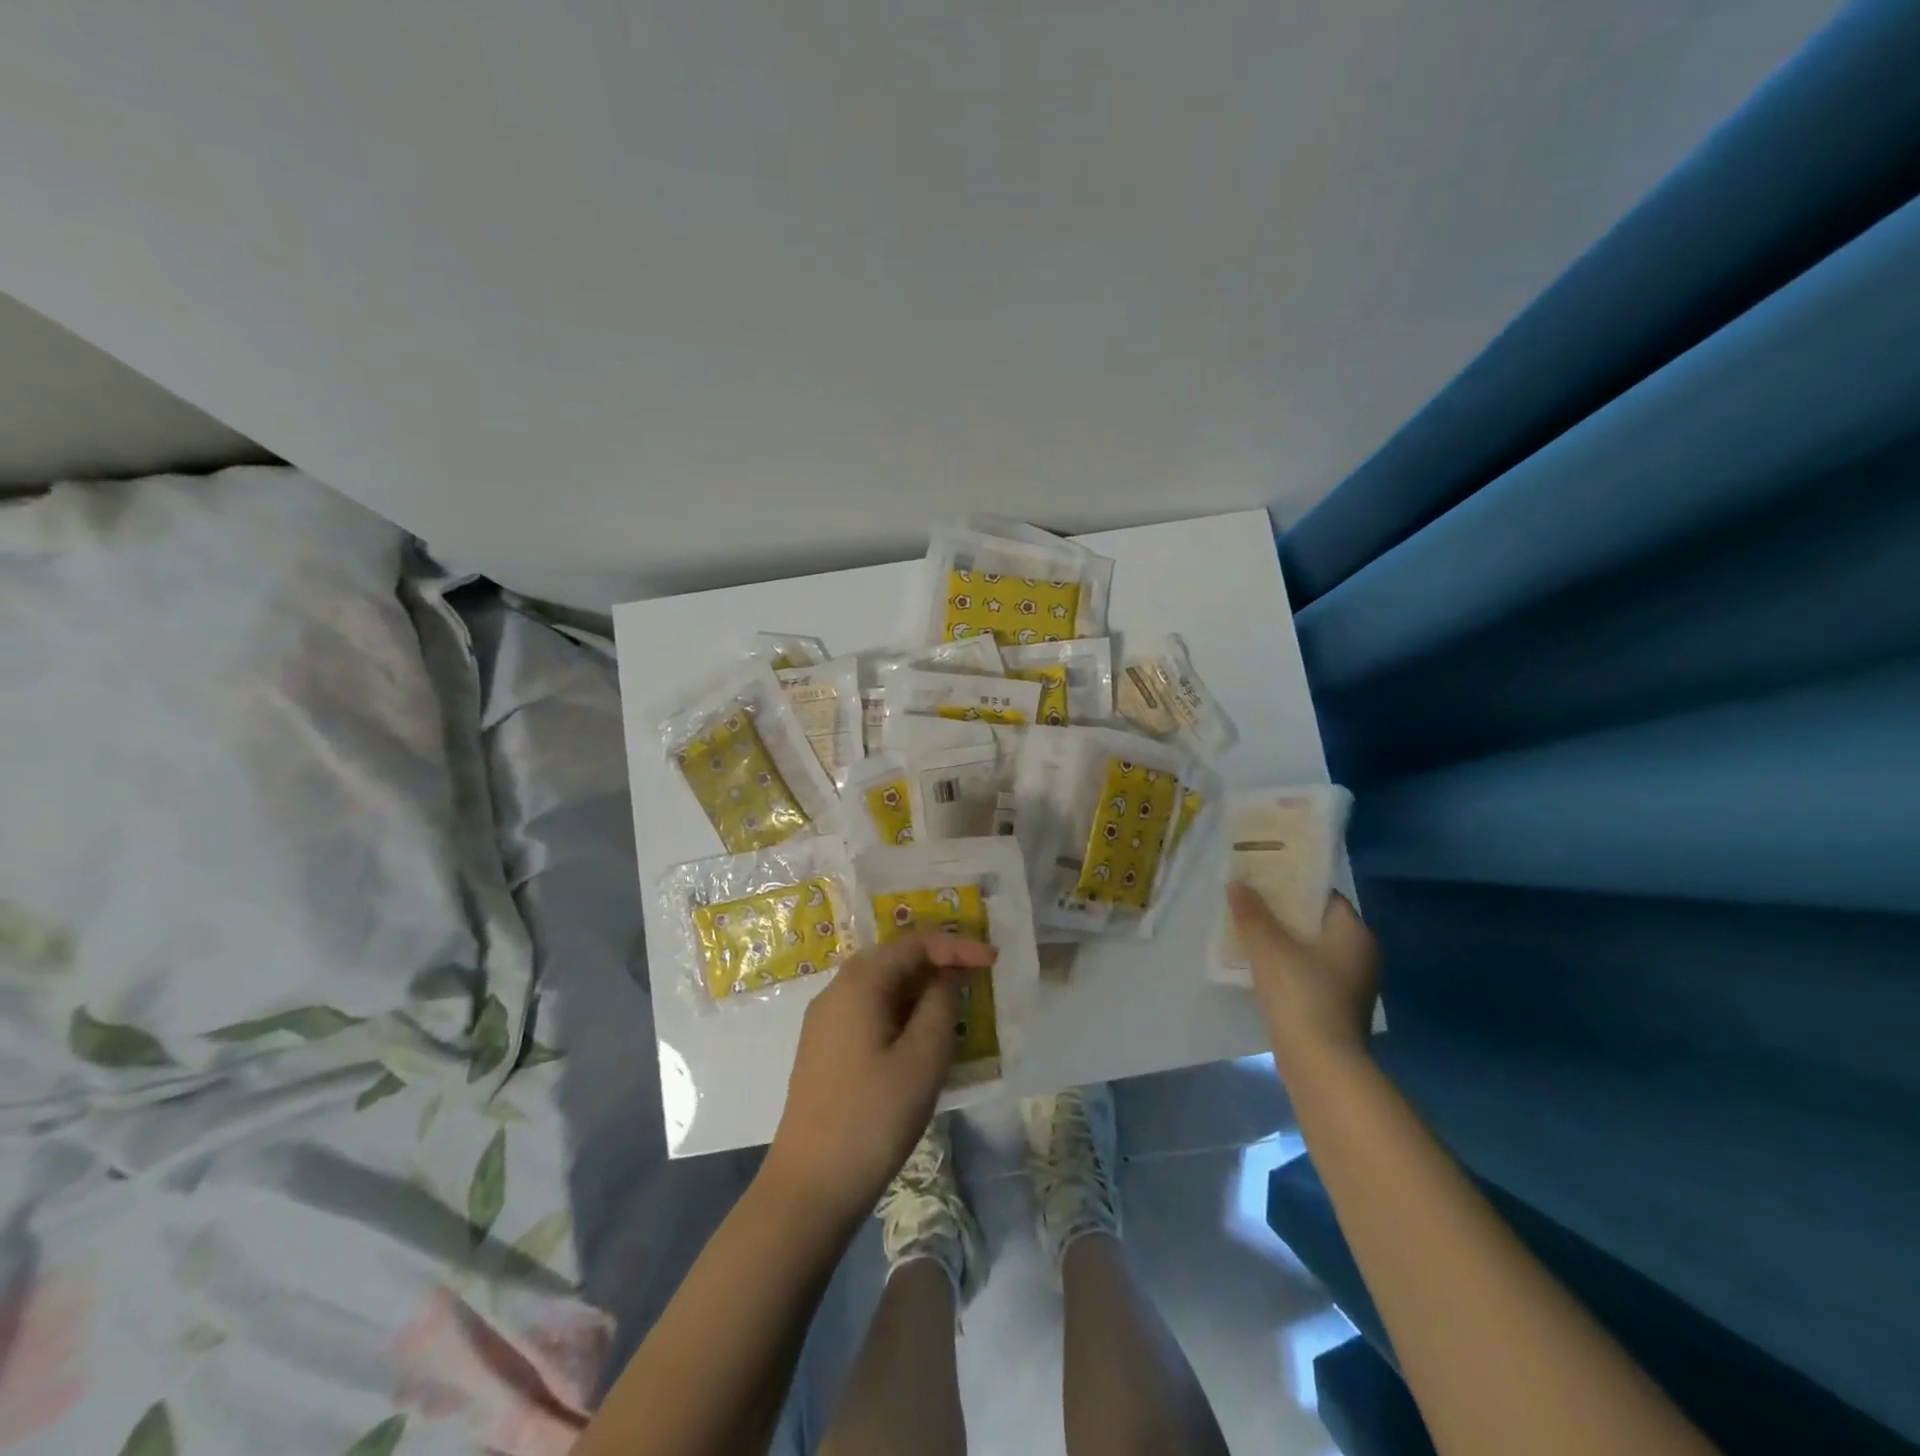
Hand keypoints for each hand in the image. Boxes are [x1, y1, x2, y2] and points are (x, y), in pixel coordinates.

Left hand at [762, 932, 995, 1228]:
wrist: (810, 1187)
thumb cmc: (873, 1118)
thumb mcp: (923, 1059)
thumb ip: (941, 1004)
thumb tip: (947, 976)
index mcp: (858, 984)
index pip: (914, 944)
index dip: (956, 946)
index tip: (993, 960)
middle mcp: (836, 991)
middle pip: (893, 958)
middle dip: (937, 960)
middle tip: (977, 974)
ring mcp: (825, 1021)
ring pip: (880, 985)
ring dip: (919, 986)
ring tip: (956, 1002)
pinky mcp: (824, 1048)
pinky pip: (869, 1009)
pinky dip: (901, 1009)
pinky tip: (921, 1034)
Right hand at [1227, 884, 1378, 1087]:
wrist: (1321, 1064)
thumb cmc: (1301, 995)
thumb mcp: (1269, 948)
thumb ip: (1252, 913)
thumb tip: (1237, 884)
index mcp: (1354, 933)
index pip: (1325, 896)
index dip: (1293, 884)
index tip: (1263, 879)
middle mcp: (1361, 955)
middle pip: (1317, 922)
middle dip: (1284, 913)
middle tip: (1249, 902)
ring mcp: (1352, 985)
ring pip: (1312, 949)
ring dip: (1284, 941)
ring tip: (1248, 930)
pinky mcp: (1338, 1008)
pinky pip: (1310, 974)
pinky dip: (1289, 966)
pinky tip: (1260, 967)